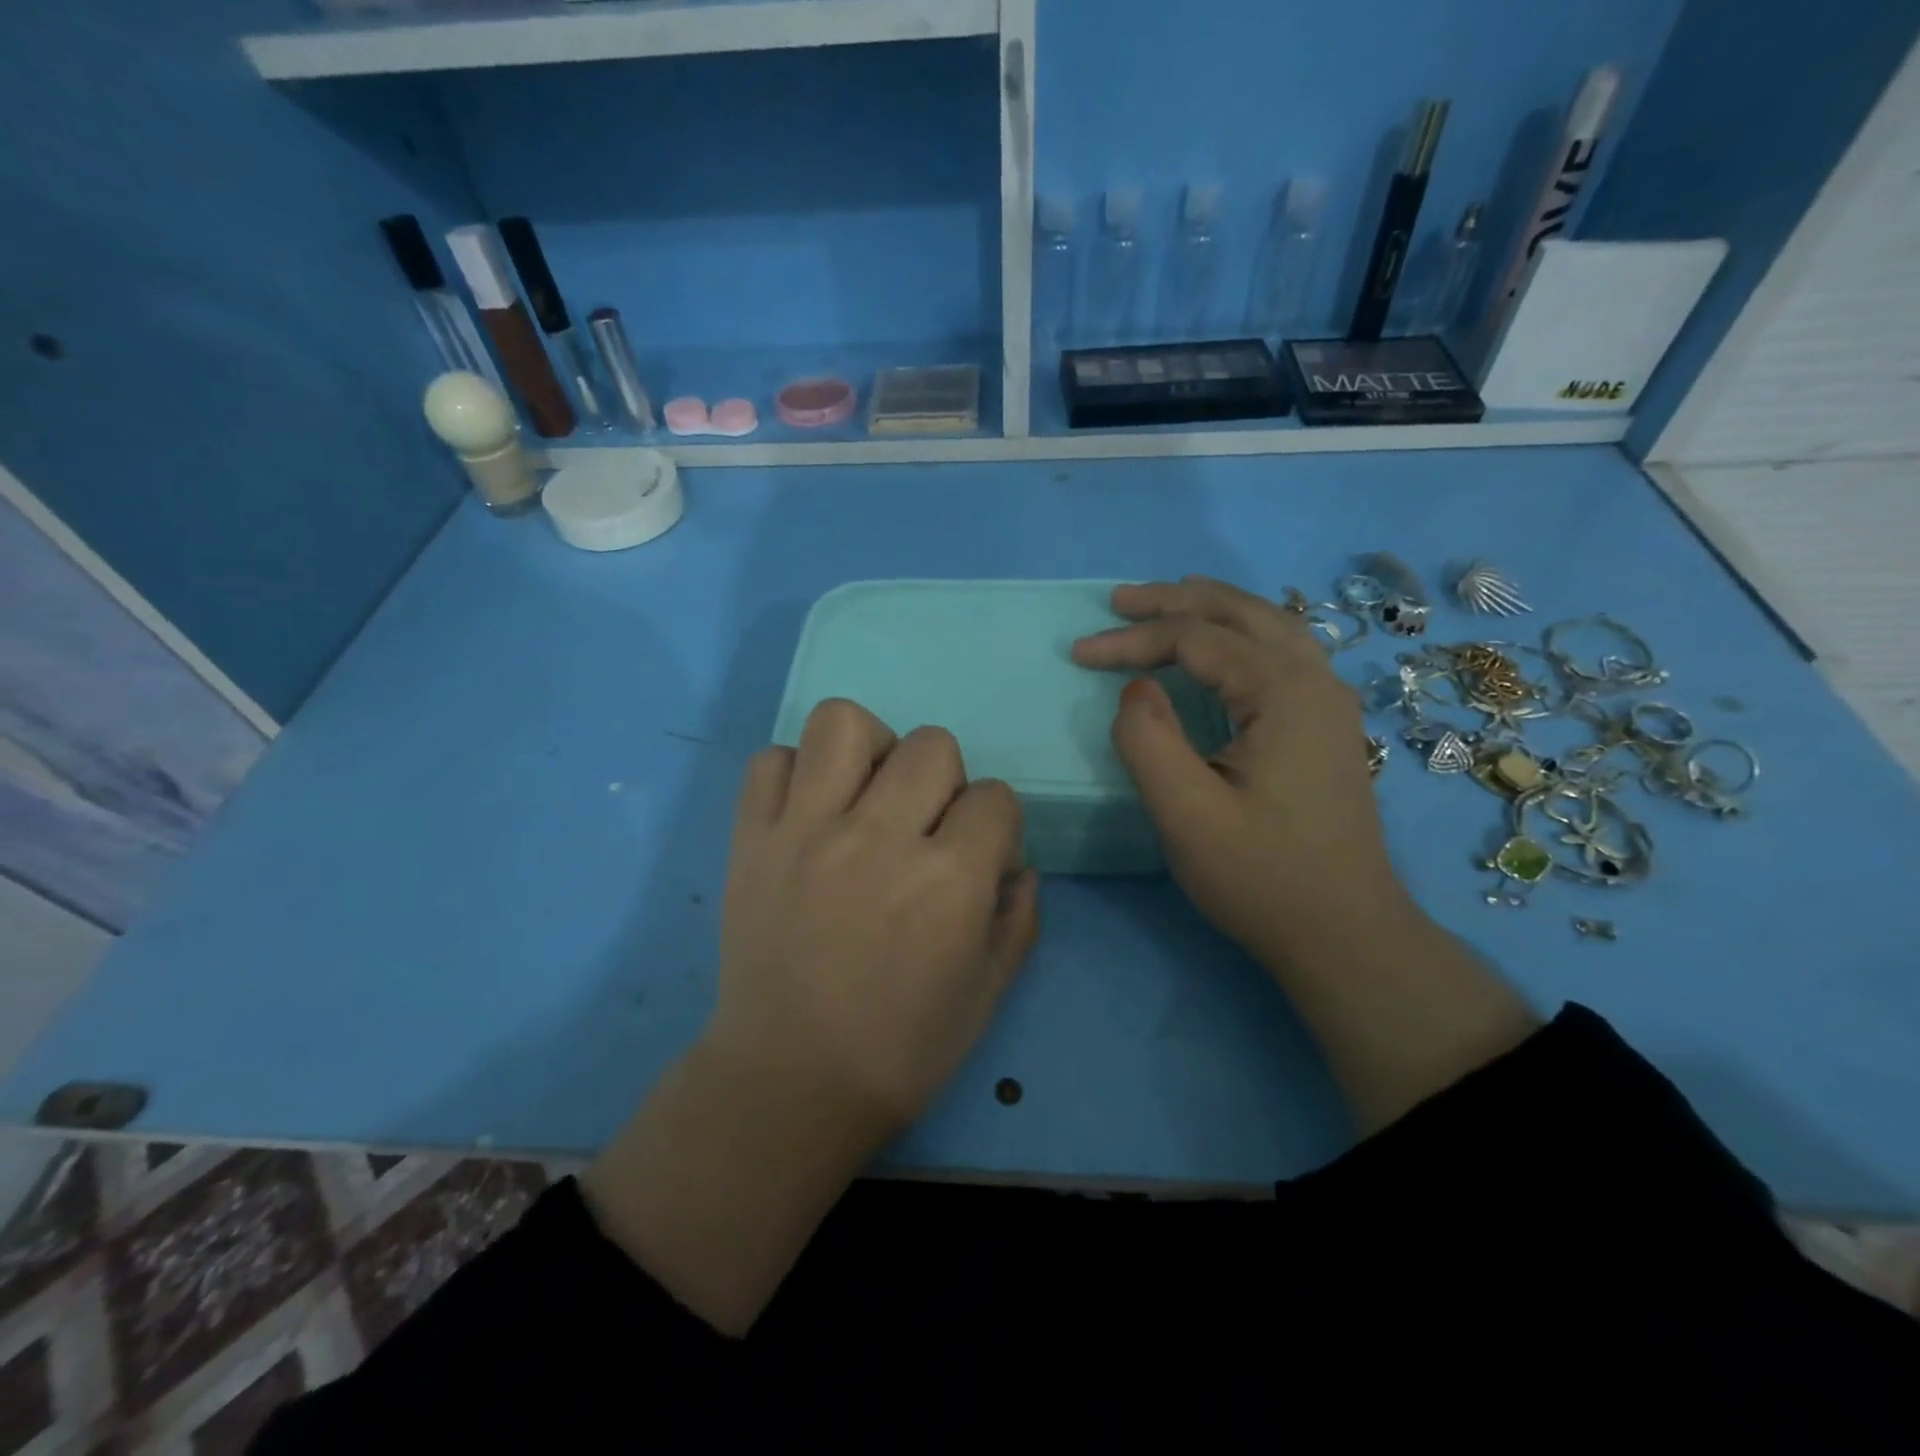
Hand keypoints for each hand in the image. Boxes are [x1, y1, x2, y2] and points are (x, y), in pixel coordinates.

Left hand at [583, 699, 1037, 1334]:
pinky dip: (795, 773)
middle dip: (944, 782)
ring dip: (870, 749)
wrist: (789, 1083)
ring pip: (844, 724)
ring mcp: (807, 830)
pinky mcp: (751, 838)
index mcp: (949, 880)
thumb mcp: (987, 994)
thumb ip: (1018, 920)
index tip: (977, 856)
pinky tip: (808, 811)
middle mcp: (879, 837)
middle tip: (922, 827)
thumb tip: (1019, 866)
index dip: (996, 825)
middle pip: (932, 745)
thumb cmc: (901, 1049)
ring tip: (864, 794)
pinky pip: (770, 760)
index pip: (997, 797)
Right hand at [1071, 576, 1404, 968]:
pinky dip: (1236, 634)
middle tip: (1118, 601)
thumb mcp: (1187, 814)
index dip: (1133, 640)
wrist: (1345, 934)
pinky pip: (1278, 652)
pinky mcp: (1324, 725)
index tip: (1079, 654)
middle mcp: (1315, 680)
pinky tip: (1217, 646)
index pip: (1197, 639)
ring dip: (1209, 609)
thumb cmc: (1262, 877)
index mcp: (1284, 691)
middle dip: (1173, 602)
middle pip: (1239, 613)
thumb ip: (1148, 740)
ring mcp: (1327, 701)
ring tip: (1163, 604)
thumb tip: (1135, 690)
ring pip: (1266, 625)